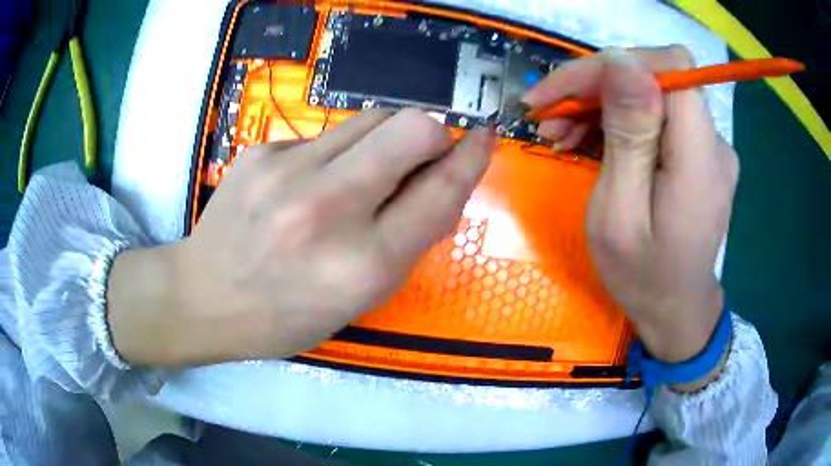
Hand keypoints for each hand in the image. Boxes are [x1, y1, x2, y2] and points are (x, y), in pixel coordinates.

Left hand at [108, 109, 493, 365]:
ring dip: (385, 140)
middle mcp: (328, 208)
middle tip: (422, 156)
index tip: (485, 136)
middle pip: (411, 127)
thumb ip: (409, 242)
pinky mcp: (262, 150)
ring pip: (371, 118)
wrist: (203, 297)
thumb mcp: (360, 300)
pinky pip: (326, 135)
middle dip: (432, 135)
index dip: (472, 158)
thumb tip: (444, 187)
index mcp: (363, 263)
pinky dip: (337, 153)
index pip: (440, 191)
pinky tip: (310, 183)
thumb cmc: (285, 316)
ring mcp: (287, 171)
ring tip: (362, 174)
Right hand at [523, 47, 738, 371]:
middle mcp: (714, 142)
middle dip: (597, 85)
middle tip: (549, 117)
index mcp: (699, 158)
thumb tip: (622, 62)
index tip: (564, 91)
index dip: (615, 65)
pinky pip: (658, 114)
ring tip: (562, 134)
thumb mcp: (620, 215)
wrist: (676, 310)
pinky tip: (592, 140)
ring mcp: (710, 146)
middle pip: (655, 76)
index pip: (668, 68)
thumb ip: (628, 136)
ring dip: (602, 102)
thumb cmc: (643, 277)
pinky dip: (620, 118)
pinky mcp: (699, 152)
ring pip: (652, 92)